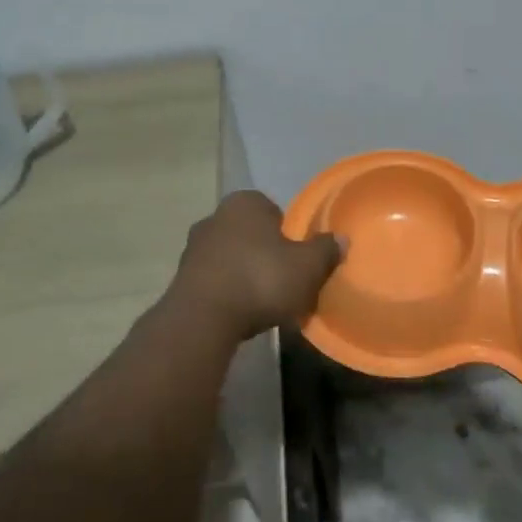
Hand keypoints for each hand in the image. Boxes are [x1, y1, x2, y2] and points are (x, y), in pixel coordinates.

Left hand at [167, 191, 342, 344]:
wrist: (202, 319)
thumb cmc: (260, 280)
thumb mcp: (307, 267)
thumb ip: (325, 250)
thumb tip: (341, 238)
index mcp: (245, 202)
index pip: (272, 210)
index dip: (287, 234)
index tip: (296, 258)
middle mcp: (215, 216)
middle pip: (250, 233)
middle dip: (264, 252)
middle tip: (282, 279)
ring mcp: (194, 247)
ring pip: (230, 256)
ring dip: (243, 273)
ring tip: (261, 302)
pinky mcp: (180, 278)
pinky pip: (214, 280)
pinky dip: (226, 291)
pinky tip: (239, 313)